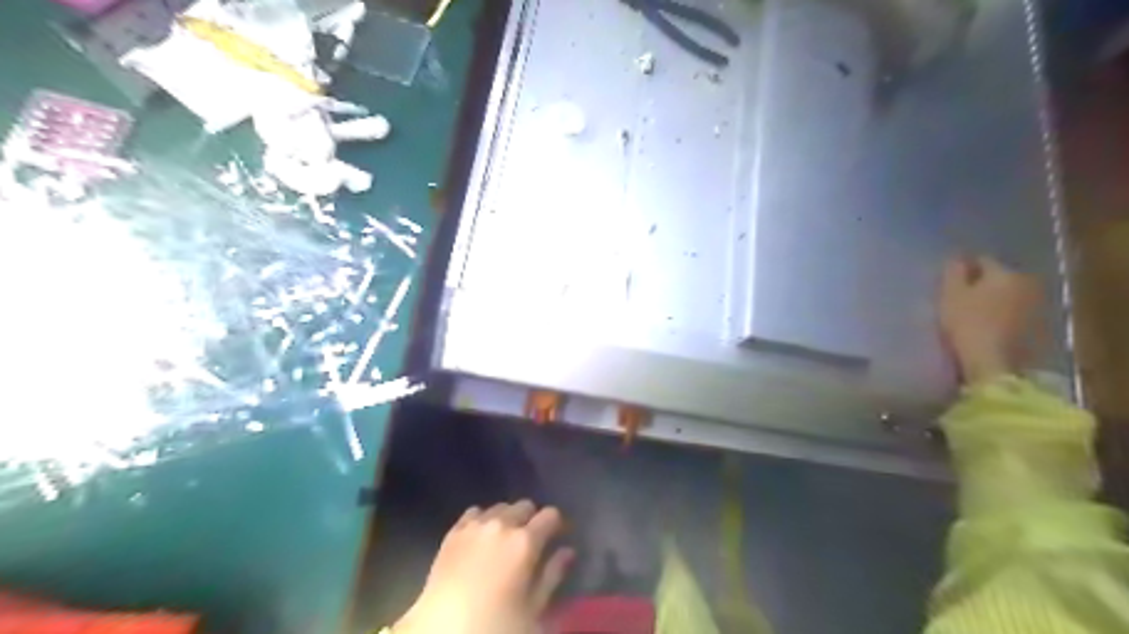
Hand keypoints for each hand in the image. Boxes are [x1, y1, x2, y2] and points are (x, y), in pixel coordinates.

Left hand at [392, 501, 573, 632]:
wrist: (443, 630)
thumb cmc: (497, 623)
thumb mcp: (534, 607)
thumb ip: (553, 574)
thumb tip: (568, 551)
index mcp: (525, 541)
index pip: (550, 515)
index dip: (557, 524)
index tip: (558, 537)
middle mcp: (502, 524)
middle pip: (525, 505)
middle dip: (532, 519)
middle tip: (530, 542)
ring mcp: (475, 525)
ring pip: (500, 507)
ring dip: (508, 518)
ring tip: (504, 539)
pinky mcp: (454, 531)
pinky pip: (474, 512)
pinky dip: (483, 519)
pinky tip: (482, 537)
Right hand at [940, 256, 1043, 384]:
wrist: (996, 365)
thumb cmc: (968, 324)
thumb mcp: (950, 295)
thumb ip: (954, 271)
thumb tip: (957, 256)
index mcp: (1005, 273)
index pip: (982, 260)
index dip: (964, 269)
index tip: (949, 281)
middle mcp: (1028, 283)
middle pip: (999, 277)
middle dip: (982, 283)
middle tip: (960, 297)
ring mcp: (1038, 306)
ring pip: (1009, 295)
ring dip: (994, 300)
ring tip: (973, 313)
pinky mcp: (1040, 328)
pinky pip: (1016, 313)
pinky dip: (1003, 316)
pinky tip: (989, 327)